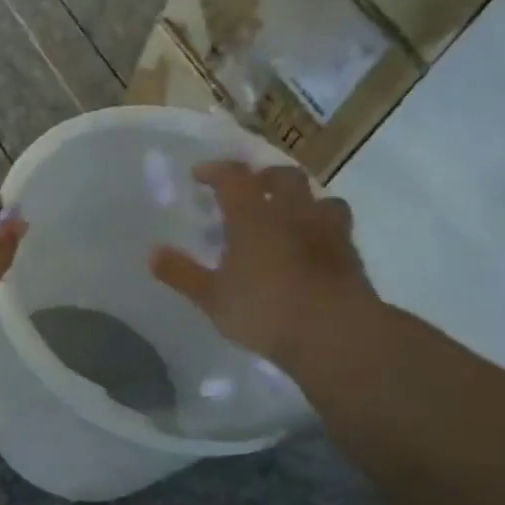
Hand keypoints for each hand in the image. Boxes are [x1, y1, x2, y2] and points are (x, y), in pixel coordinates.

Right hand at [150, 161, 374, 369]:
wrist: (336, 333)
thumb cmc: (265, 309)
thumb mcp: (212, 297)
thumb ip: (182, 273)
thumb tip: (152, 252)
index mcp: (255, 216)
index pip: (234, 177)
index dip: (215, 171)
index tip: (200, 175)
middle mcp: (293, 213)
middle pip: (284, 177)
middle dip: (264, 177)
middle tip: (249, 189)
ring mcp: (328, 231)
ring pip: (320, 199)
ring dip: (302, 200)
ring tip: (288, 216)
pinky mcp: (351, 255)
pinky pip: (336, 228)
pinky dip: (321, 228)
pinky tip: (312, 247)